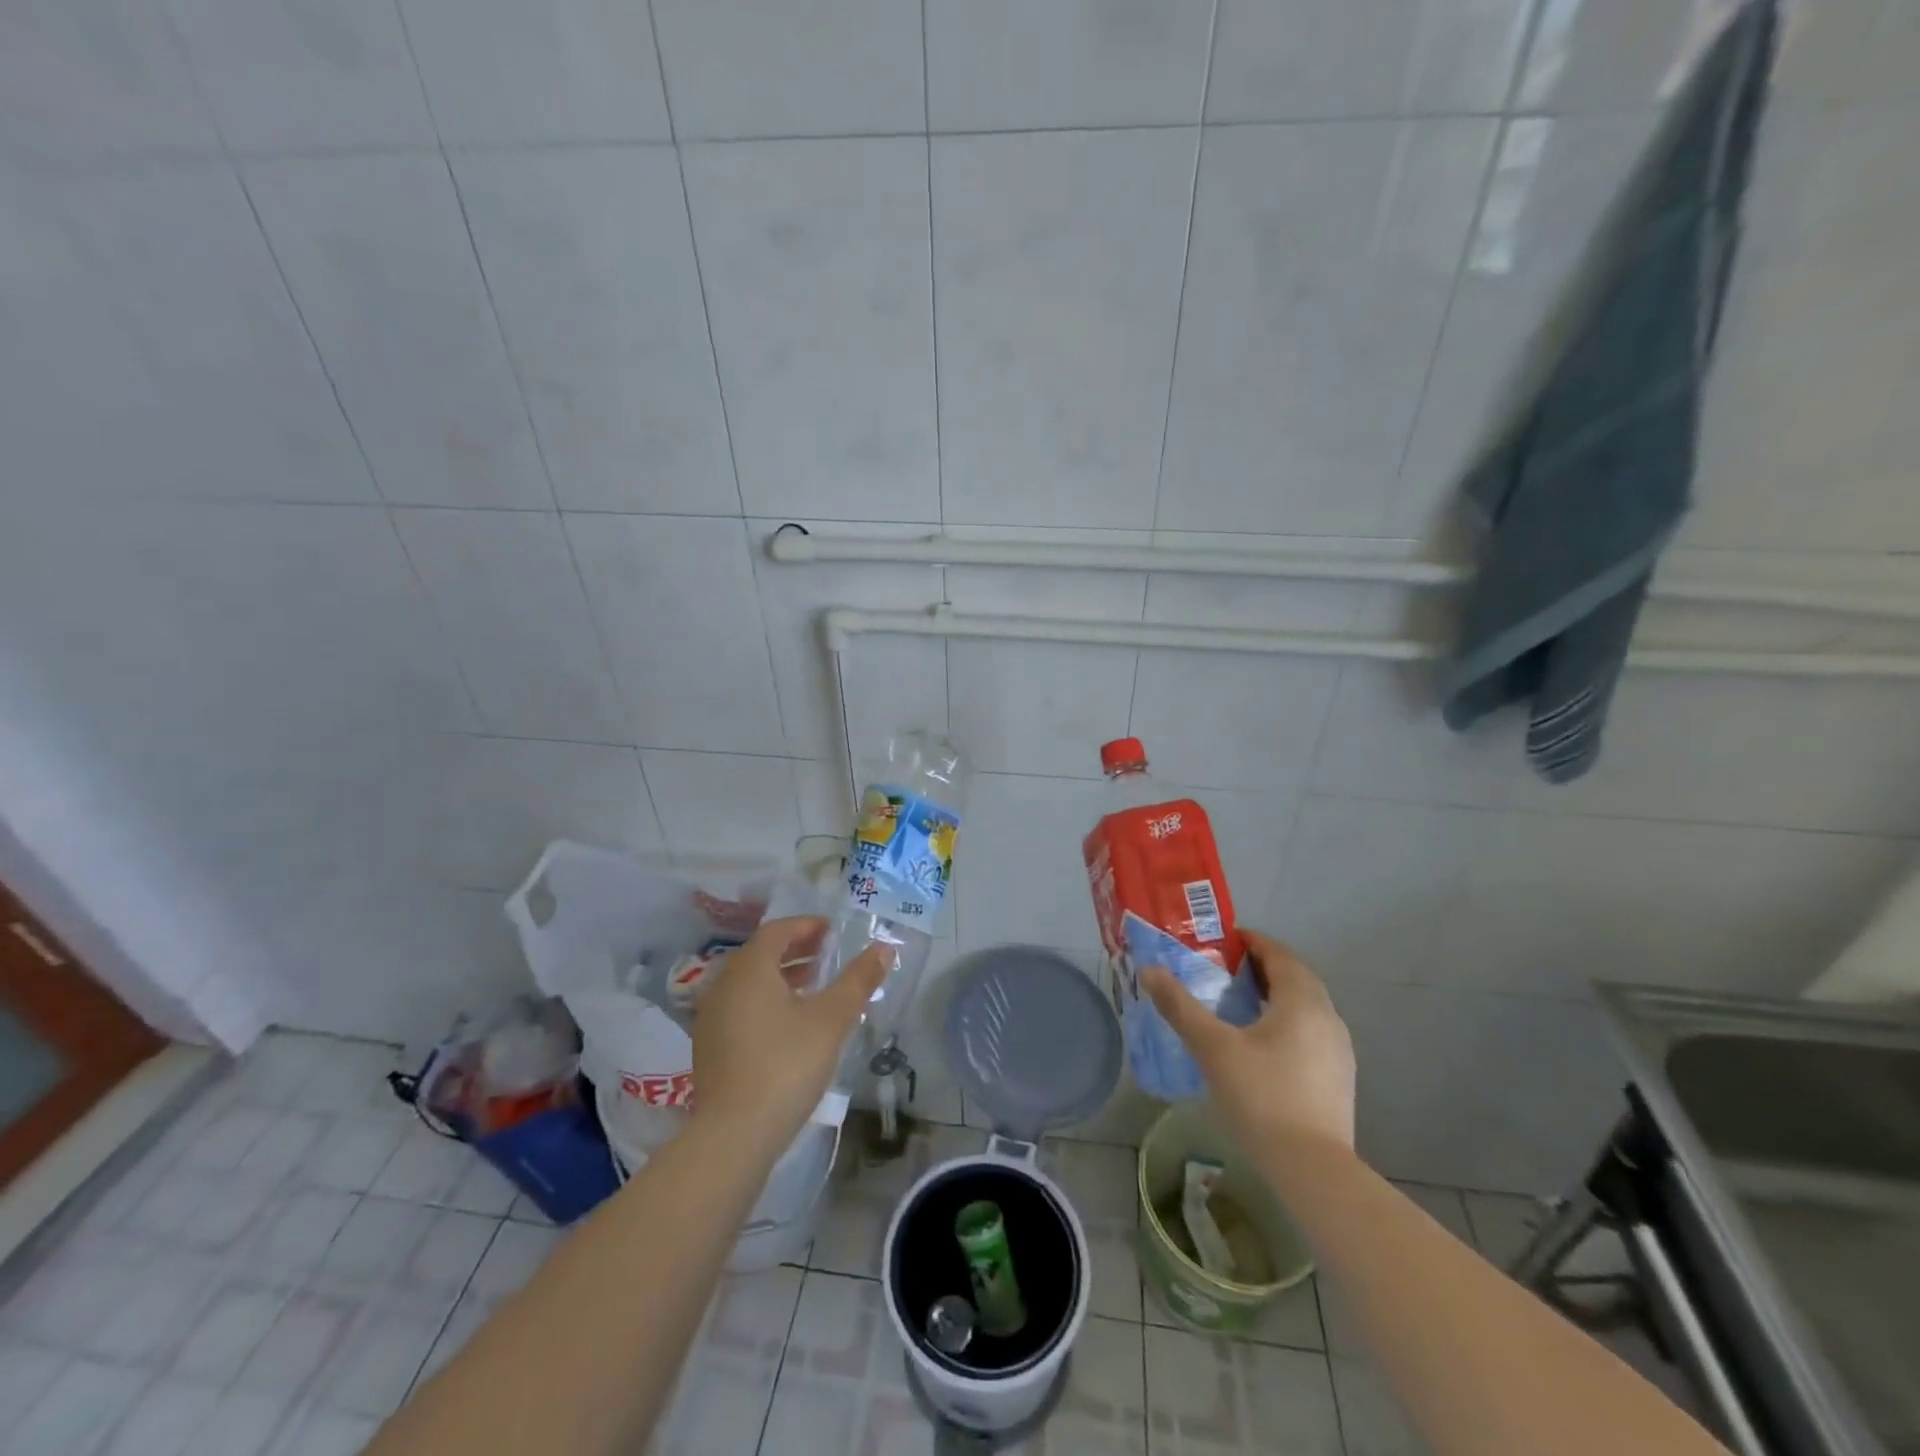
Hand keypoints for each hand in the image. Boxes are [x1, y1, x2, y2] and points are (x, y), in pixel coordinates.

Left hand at [691, 916, 888, 1159]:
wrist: (734, 1134)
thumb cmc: (786, 1065)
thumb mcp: (831, 1019)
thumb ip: (858, 980)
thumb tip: (884, 947)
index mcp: (749, 969)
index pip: (776, 931)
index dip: (805, 926)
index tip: (831, 930)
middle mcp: (723, 985)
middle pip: (760, 954)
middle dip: (794, 948)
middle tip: (826, 952)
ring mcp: (710, 1018)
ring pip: (748, 982)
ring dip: (780, 975)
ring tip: (813, 984)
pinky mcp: (709, 1047)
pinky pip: (739, 1005)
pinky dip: (765, 999)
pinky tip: (789, 1021)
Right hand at [1142, 928, 1354, 1154]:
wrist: (1313, 1170)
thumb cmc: (1262, 1098)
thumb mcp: (1213, 1048)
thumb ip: (1180, 1007)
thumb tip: (1150, 970)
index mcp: (1302, 1002)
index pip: (1280, 955)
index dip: (1252, 942)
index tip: (1222, 941)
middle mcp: (1328, 1017)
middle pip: (1295, 978)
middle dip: (1261, 968)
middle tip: (1223, 970)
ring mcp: (1338, 1050)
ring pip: (1305, 1007)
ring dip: (1275, 996)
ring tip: (1237, 1004)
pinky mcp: (1338, 1078)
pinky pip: (1310, 1032)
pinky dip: (1285, 1022)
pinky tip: (1261, 1045)